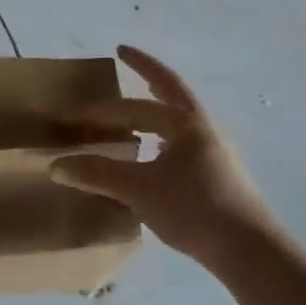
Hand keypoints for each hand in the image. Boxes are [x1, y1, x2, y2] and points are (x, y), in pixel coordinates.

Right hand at [51, 45, 281, 271]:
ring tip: (138, 103)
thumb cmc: (194, 209)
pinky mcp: (218, 173)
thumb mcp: (140, 190)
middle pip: (170, 90)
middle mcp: (202, 127)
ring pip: (179, 117)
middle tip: (125, 54)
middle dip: (146, 70)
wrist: (249, 250)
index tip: (71, 109)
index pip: (134, 107)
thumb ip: (98, 175)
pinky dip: (162, 134)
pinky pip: (183, 140)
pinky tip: (153, 152)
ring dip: (157, 104)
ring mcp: (214, 149)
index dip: (100, 109)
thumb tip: (56, 165)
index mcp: (184, 122)